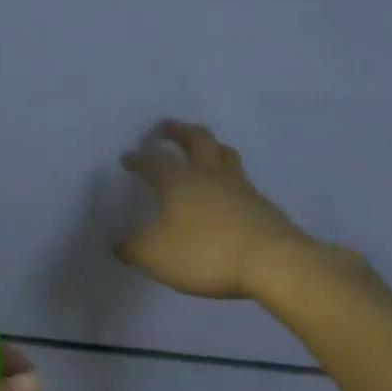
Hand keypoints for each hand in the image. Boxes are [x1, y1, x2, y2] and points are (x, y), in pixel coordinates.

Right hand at [115, 120, 312, 300]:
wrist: (273, 263)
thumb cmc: (204, 252)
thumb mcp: (154, 255)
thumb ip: (131, 248)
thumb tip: (118, 243)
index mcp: (178, 181)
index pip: (153, 162)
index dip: (138, 159)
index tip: (127, 158)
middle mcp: (209, 175)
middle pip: (196, 141)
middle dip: (178, 132)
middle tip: (166, 127)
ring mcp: (240, 188)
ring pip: (224, 155)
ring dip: (210, 146)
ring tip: (202, 147)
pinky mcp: (262, 205)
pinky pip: (241, 179)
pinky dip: (228, 176)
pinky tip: (226, 190)